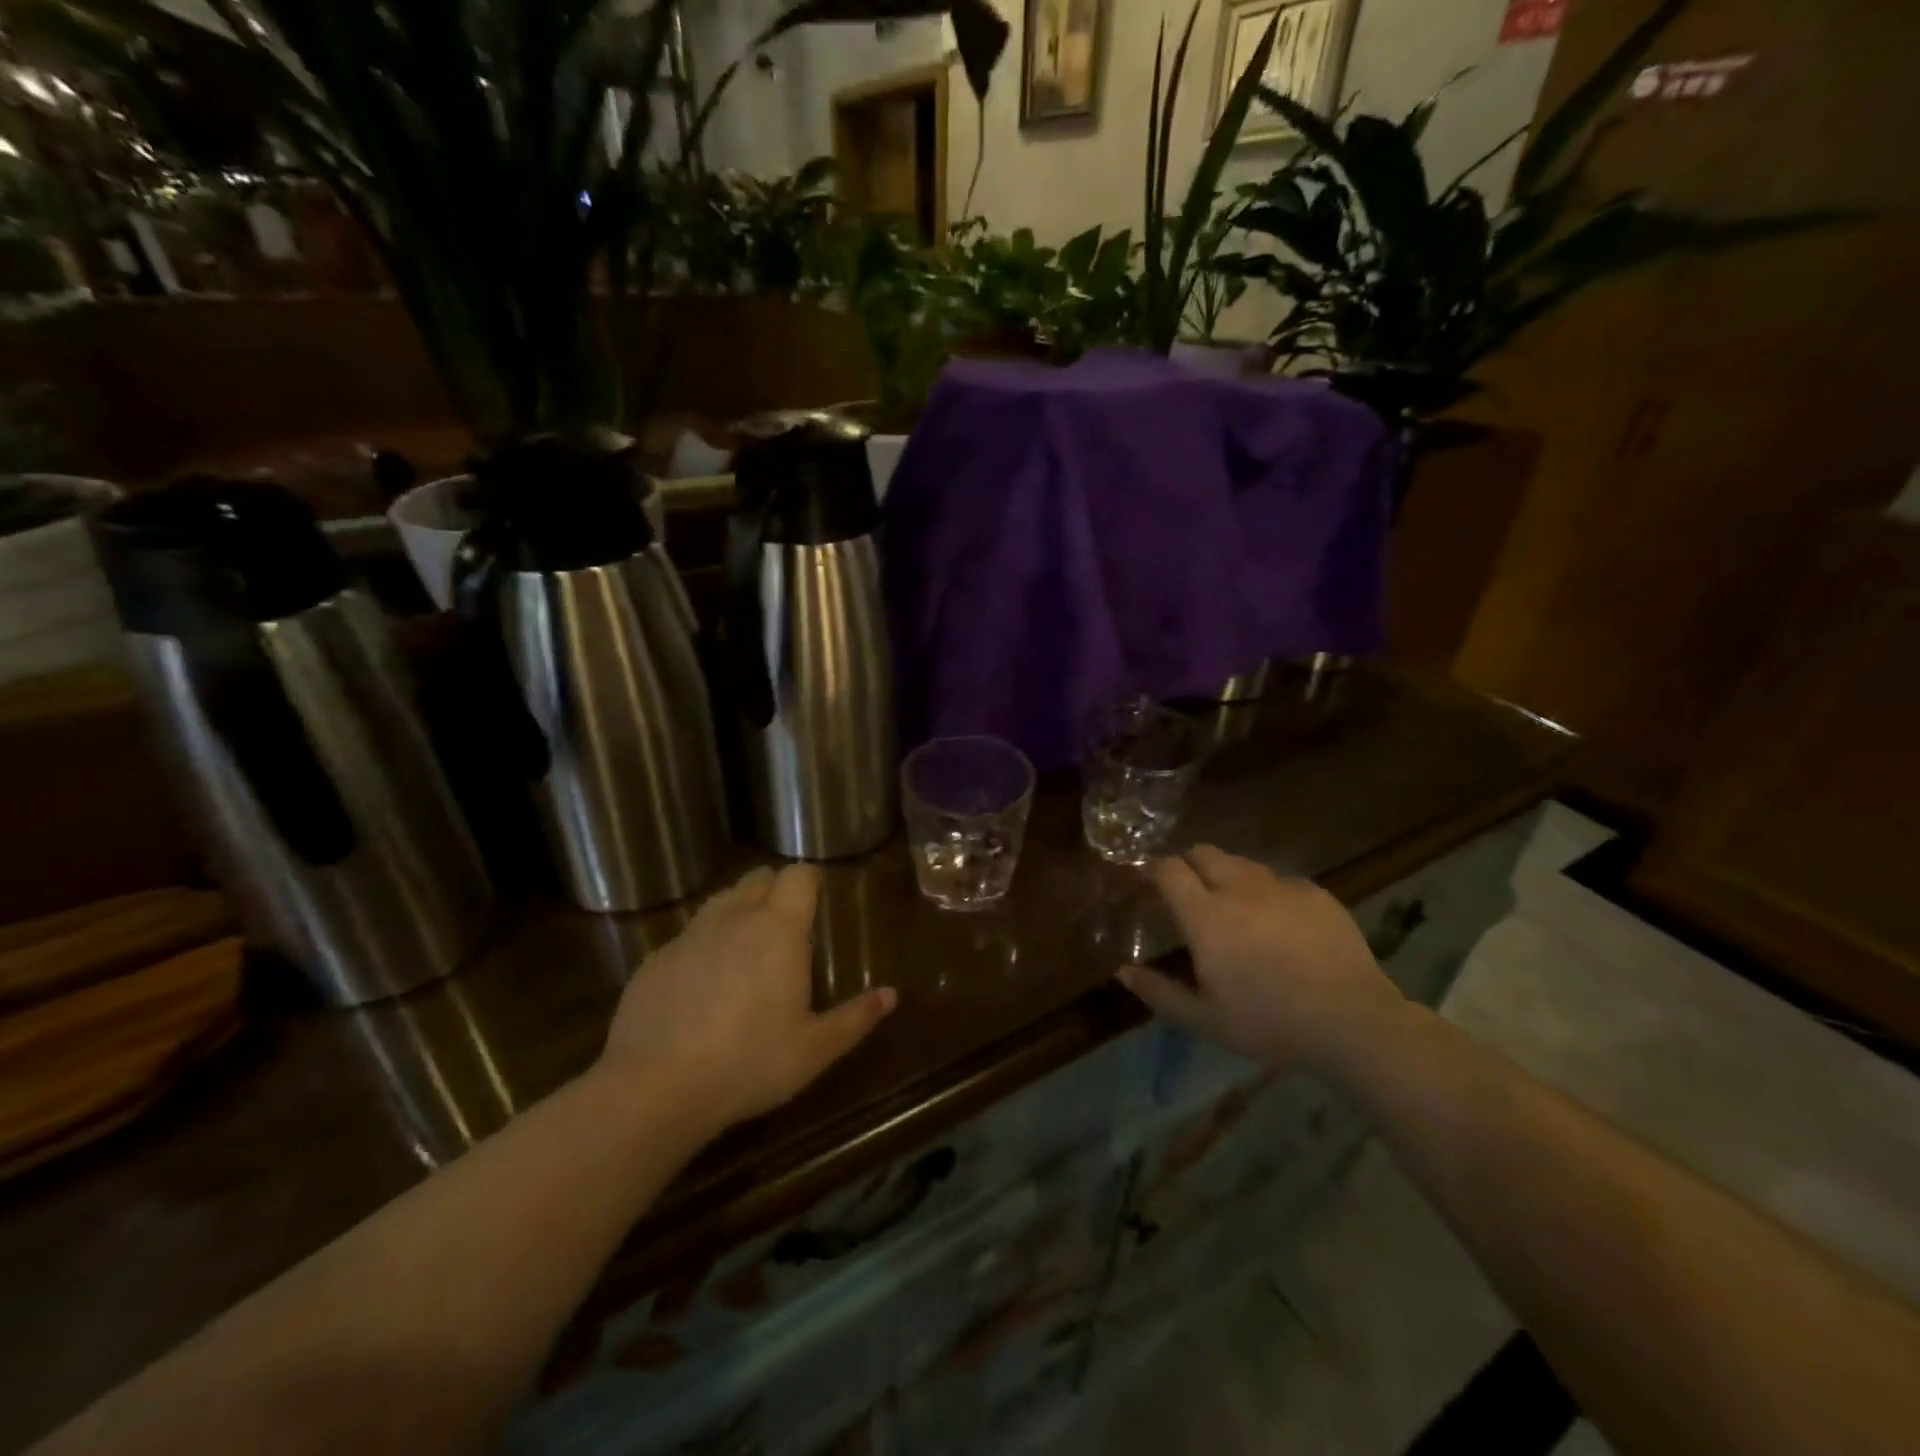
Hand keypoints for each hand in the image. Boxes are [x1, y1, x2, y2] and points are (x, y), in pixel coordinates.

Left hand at [598, 864, 895, 1131]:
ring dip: (738, 912)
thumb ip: (856, 1018)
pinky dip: (703, 947)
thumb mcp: (814, 1050)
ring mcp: (689, 936)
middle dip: (775, 890)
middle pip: (758, 878)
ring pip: (720, 902)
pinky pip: (687, 937)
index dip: (810, 880)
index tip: (818, 898)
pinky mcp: (655, 960)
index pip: (798, 875)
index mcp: (778, 929)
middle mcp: (734, 918)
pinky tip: (702, 988)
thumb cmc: (749, 1063)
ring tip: (746, 951)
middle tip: (787, 926)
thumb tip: (892, 995)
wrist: (655, 1088)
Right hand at [1118, 845, 1408, 1074]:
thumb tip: (1122, 972)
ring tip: (1231, 903)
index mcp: (1206, 916)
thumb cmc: (1270, 1023)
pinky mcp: (1316, 892)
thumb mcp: (1205, 1020)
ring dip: (1225, 874)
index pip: (1168, 870)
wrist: (1354, 1023)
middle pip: (1202, 853)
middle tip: (1186, 890)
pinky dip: (1266, 891)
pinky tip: (1277, 920)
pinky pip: (1279, 879)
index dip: (1152, 870)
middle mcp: (1239, 889)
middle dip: (1187, 863)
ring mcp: (1281, 886)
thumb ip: (1159, 992)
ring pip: (1241, 863)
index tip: (1146, 882)